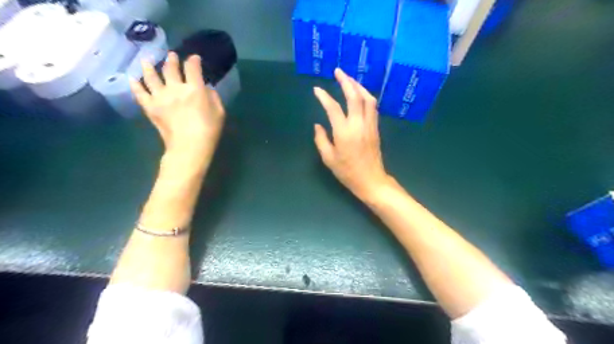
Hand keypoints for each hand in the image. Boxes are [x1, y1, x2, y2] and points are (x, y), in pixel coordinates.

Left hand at [130, 52, 225, 171]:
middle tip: (171, 56)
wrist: (189, 147)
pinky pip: (139, 92)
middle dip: (172, 60)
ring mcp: (160, 96)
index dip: (194, 60)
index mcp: (195, 89)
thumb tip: (206, 88)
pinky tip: (132, 79)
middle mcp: (175, 88)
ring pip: (151, 76)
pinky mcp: (150, 107)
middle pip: (170, 68)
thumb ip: (214, 97)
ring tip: (147, 61)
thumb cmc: (209, 131)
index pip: (192, 68)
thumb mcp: (220, 113)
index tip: (194, 58)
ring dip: (149, 66)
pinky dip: (135, 84)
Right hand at [313, 69, 389, 202]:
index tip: (317, 90)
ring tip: (349, 79)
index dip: (324, 97)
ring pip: (367, 99)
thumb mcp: (329, 159)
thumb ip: (321, 139)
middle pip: (355, 96)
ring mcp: (370, 125)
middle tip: (338, 71)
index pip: (333, 108)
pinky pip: (372, 107)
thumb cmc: (347, 172)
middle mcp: (359, 125)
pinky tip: (360, 94)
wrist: (371, 180)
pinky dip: (365, 96)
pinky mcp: (376, 128)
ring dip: (358, 86)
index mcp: (344, 133)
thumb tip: (318, 125)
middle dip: (346, 81)